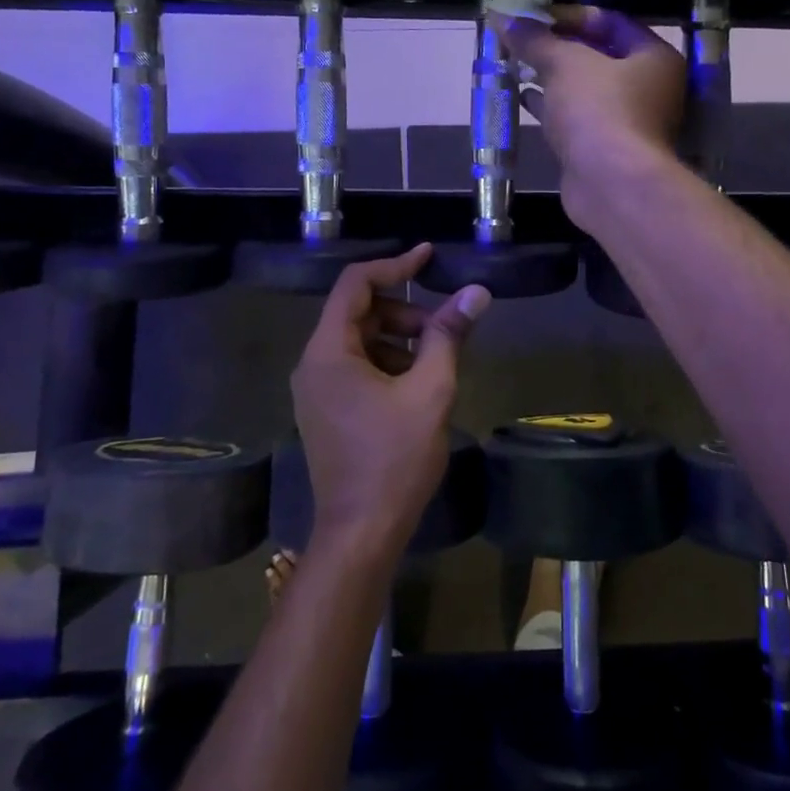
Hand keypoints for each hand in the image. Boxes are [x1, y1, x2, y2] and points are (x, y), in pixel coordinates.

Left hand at [291, 245, 489, 552]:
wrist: (361, 534)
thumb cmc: (394, 459)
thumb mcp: (430, 391)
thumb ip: (448, 335)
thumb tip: (476, 292)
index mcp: (328, 351)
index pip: (355, 284)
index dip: (395, 265)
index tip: (430, 256)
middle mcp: (313, 364)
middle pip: (358, 312)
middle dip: (404, 312)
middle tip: (443, 328)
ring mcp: (316, 390)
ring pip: (359, 341)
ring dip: (398, 339)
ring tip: (435, 362)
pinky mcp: (325, 411)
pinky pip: (355, 368)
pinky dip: (387, 363)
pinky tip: (416, 387)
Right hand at [503, 6, 685, 221]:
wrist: (610, 184)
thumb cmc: (598, 111)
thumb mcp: (564, 64)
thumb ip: (535, 40)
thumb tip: (502, 18)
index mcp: (654, 57)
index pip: (611, 22)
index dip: (570, 16)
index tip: (534, 17)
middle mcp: (649, 87)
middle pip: (598, 56)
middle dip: (557, 48)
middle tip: (522, 40)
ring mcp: (628, 121)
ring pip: (586, 90)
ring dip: (552, 78)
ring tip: (516, 64)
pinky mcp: (606, 149)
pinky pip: (577, 118)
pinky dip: (553, 107)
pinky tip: (524, 98)